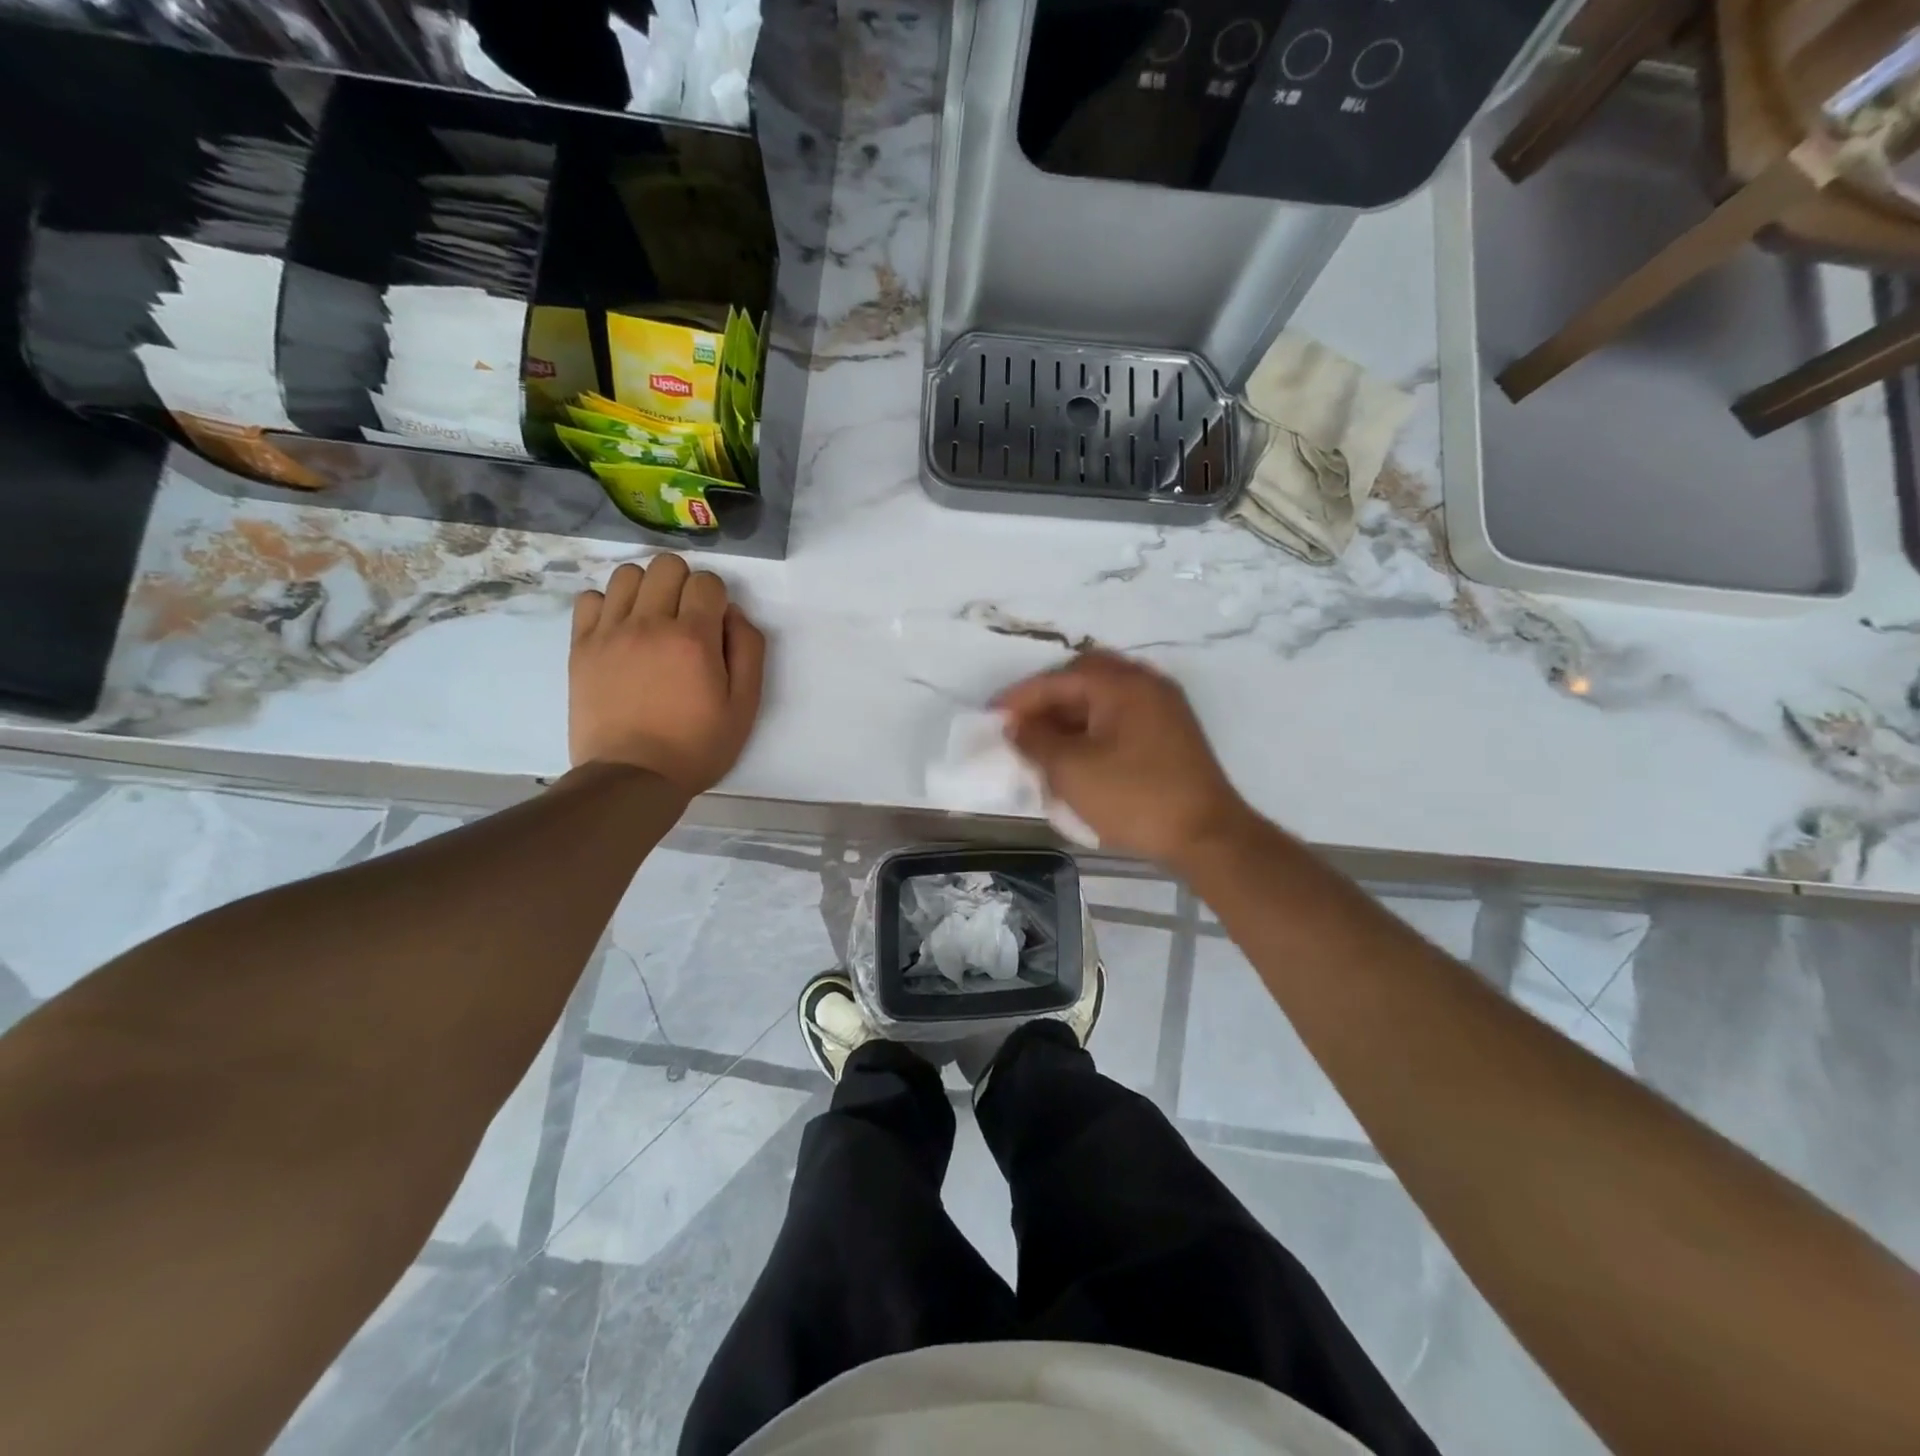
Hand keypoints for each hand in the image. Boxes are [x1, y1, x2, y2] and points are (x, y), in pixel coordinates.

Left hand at [569, 554, 766, 795]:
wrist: (633, 777)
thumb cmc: (697, 746)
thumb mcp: (745, 706)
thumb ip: (748, 651)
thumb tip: (733, 614)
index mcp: (694, 639)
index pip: (707, 582)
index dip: (717, 599)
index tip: (715, 625)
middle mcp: (650, 624)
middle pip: (666, 566)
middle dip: (684, 584)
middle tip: (686, 619)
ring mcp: (610, 633)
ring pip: (627, 575)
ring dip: (647, 589)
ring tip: (652, 620)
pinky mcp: (582, 647)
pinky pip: (590, 599)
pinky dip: (608, 606)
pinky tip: (621, 632)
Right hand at [995, 651, 1253, 867]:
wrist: (1205, 836)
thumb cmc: (1134, 798)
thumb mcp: (1072, 770)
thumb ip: (1036, 740)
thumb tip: (1016, 726)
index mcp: (1121, 684)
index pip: (1058, 679)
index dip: (1020, 698)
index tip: (990, 717)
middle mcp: (1145, 684)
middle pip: (1083, 678)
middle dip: (1046, 699)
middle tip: (1019, 724)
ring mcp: (1162, 707)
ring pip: (1103, 697)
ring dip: (1069, 713)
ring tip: (1042, 741)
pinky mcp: (1170, 732)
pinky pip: (1120, 715)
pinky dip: (1092, 726)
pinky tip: (1076, 752)